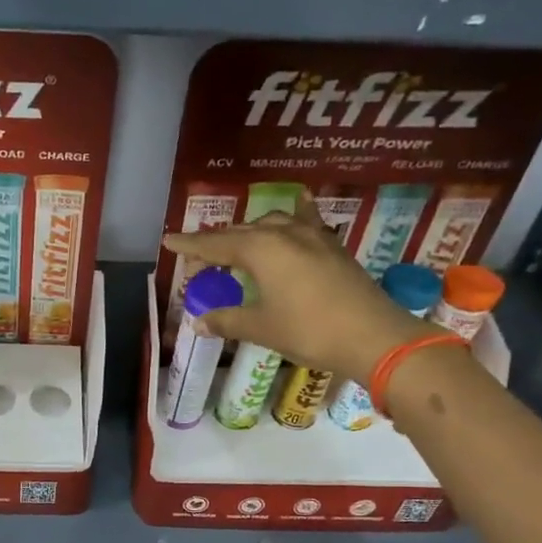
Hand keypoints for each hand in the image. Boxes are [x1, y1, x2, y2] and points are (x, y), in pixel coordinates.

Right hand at [163, 195, 430, 382]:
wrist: (373, 336)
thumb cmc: (309, 331)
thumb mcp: (261, 328)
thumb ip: (227, 321)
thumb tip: (198, 323)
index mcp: (261, 250)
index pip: (215, 245)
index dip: (190, 245)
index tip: (168, 240)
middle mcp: (284, 233)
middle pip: (240, 232)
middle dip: (216, 244)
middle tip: (197, 263)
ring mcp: (313, 236)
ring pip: (271, 223)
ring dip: (248, 232)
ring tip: (236, 247)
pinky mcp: (333, 246)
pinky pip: (305, 221)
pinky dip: (292, 217)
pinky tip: (297, 206)